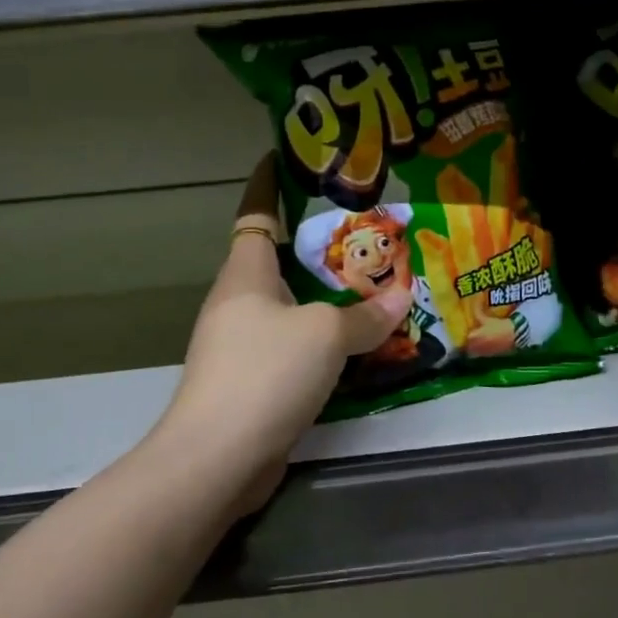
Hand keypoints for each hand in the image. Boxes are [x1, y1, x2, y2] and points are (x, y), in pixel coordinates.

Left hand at [157, 158, 404, 511]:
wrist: (216, 460)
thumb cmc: (265, 373)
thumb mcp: (325, 334)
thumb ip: (365, 315)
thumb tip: (401, 299)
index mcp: (246, 274)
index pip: (256, 212)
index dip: (268, 183)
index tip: (283, 157)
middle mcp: (240, 302)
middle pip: (281, 259)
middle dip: (320, 245)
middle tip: (368, 231)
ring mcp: (243, 344)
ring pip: (293, 305)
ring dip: (328, 296)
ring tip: (376, 283)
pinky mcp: (254, 382)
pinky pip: (297, 344)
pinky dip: (326, 338)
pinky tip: (360, 342)